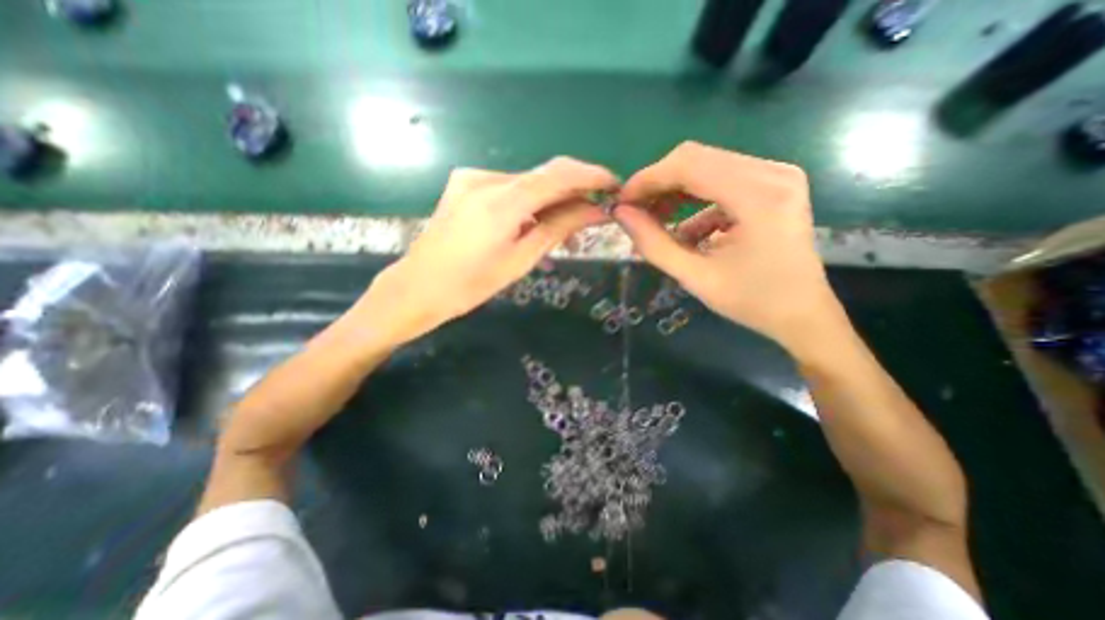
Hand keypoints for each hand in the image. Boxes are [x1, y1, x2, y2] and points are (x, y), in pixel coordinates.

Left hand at [359, 158, 616, 346]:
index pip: (558, 175)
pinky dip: (529, 201)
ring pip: (527, 181)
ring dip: (551, 199)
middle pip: (544, 175)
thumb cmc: (471, 284)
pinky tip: (535, 222)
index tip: (614, 186)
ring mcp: (472, 178)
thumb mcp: (521, 259)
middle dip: (574, 190)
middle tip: (594, 213)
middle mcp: (486, 178)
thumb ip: (558, 228)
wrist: (418, 287)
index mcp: (501, 201)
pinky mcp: (465, 184)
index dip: (591, 176)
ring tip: (566, 228)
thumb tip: (595, 211)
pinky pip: (509, 187)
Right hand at [614, 139, 848, 353]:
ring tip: (653, 220)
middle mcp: (772, 173)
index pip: (689, 165)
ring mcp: (776, 175)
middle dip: (658, 184)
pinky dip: (693, 202)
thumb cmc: (752, 302)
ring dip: (673, 192)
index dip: (648, 179)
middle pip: (696, 159)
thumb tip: (621, 215)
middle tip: (634, 211)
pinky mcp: (772, 184)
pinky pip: (720, 181)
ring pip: (706, 166)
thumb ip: (654, 245)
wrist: (802, 314)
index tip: (622, 202)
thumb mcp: (696, 278)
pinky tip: (684, 231)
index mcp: (759, 197)